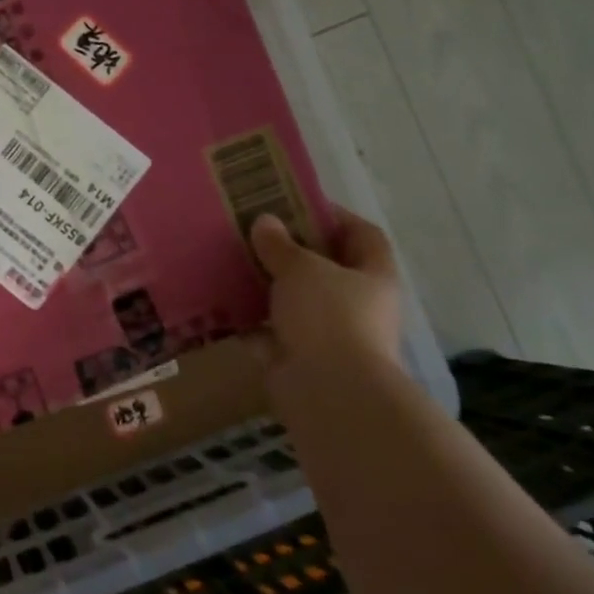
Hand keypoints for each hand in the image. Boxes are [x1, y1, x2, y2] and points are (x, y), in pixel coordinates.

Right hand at [248, 208, 402, 409]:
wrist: (328, 390)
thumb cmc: (328, 317)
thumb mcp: (302, 269)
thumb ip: (281, 245)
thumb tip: (265, 222)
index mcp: (373, 276)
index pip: (362, 235)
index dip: (334, 216)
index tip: (295, 203)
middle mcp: (356, 303)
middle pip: (325, 268)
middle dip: (291, 252)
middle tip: (254, 233)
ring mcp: (327, 333)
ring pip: (294, 300)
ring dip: (267, 286)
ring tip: (232, 263)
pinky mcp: (297, 356)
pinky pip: (269, 331)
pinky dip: (249, 320)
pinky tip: (221, 303)